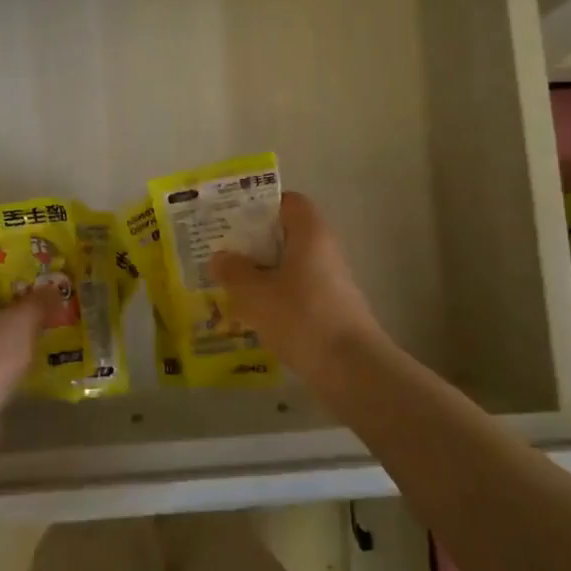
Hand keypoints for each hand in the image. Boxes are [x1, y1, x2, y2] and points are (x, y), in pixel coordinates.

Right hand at [210, 192, 385, 372]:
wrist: (350, 368)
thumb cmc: (300, 316)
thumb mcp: (254, 293)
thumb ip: (233, 271)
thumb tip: (220, 258)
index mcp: (310, 233)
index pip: (288, 202)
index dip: (261, 206)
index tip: (232, 219)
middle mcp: (325, 250)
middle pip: (287, 235)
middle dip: (254, 244)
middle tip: (221, 253)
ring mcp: (332, 281)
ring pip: (290, 266)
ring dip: (262, 273)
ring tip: (229, 285)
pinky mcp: (332, 309)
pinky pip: (297, 292)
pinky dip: (275, 297)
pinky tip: (252, 315)